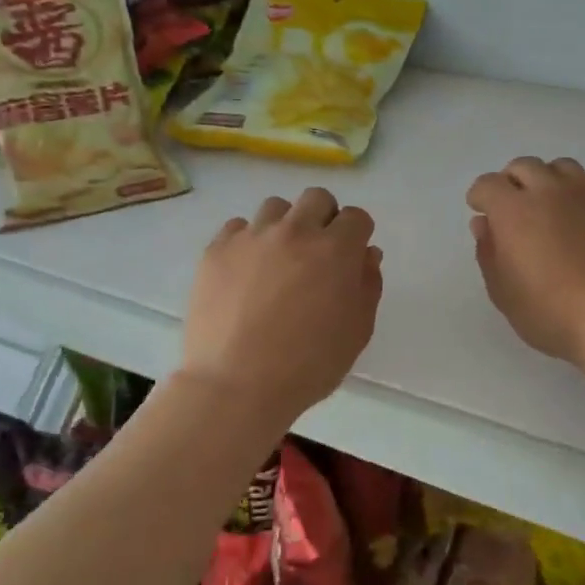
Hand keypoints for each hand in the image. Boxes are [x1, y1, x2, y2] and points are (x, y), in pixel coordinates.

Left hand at [181, 187, 382, 426]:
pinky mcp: (217, 249)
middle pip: (317, 198)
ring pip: (275, 207)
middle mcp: (295, 231)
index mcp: (335, 250)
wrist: (234, 385)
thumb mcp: (357, 332)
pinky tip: (245, 273)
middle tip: (316, 254)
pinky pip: (238, 228)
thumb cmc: (307, 366)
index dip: (357, 235)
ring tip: (276, 262)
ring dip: (284, 226)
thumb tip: (366, 254)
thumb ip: (367, 285)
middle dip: (324, 219)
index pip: (356, 217)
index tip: (350, 258)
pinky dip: (247, 242)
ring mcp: (252, 237)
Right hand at [468, 157, 584, 373]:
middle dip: (513, 183)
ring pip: (562, 167)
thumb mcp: (505, 294)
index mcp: (514, 210)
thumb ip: (489, 253)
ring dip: (550, 181)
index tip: (483, 214)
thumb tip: (484, 223)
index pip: (487, 184)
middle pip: (523, 167)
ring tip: (554, 209)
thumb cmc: (555, 315)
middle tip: (516, 211)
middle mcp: (550, 190)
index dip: (481, 197)